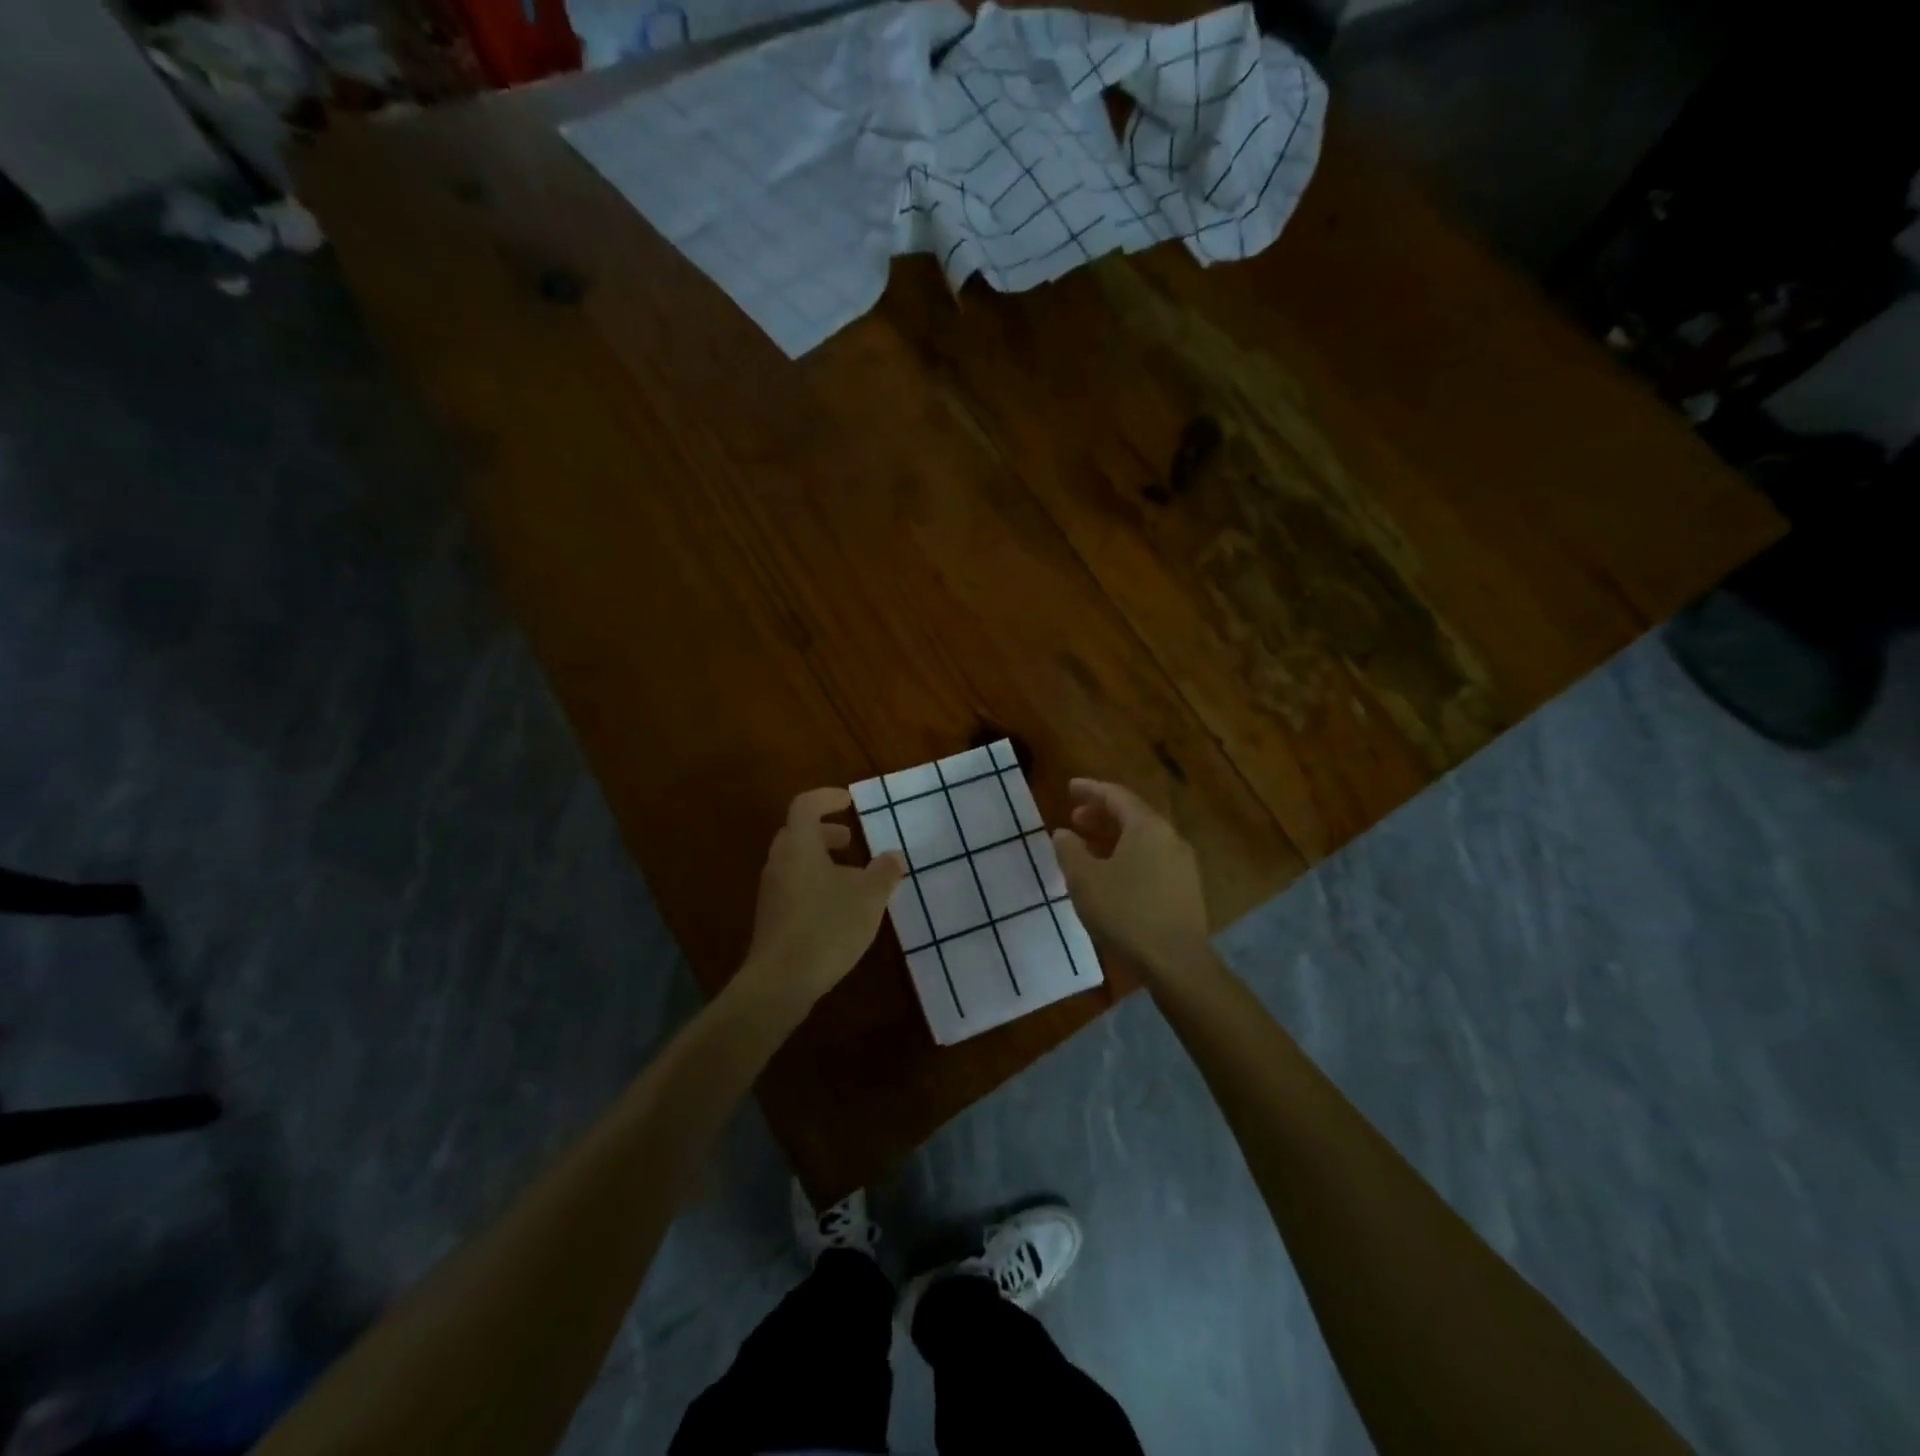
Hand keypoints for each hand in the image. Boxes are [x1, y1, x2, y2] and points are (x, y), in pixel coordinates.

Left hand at [740, 787, 905, 1012]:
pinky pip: (793, 886)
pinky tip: (837, 907)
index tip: (848, 801)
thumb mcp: (869, 897)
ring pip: (795, 862)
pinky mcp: (772, 919)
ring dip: (821, 859)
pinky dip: (814, 883)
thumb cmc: (827, 927)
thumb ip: (884, 871)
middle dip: (824, 831)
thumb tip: (892, 856)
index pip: (805, 806)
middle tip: (850, 839)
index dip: (826, 798)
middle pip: (797, 833)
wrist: (781, 982)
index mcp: (800, 846)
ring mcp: (771, 892)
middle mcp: (779, 863)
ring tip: (851, 876)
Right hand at [1052, 778, 1209, 980]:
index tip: (1070, 787)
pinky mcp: (1185, 889)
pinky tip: (1111, 875)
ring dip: (1113, 837)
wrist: (1175, 961)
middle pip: (1132, 815)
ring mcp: (1181, 864)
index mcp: (1147, 826)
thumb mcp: (1084, 879)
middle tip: (1074, 818)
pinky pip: (1151, 859)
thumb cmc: (1125, 912)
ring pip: (1143, 839)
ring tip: (1087, 847)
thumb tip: (1063, 833)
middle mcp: (1169, 837)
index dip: (1091, 789)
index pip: (1116, 795)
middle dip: (1101, 814)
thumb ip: (1069, 850)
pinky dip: (1127, 856)